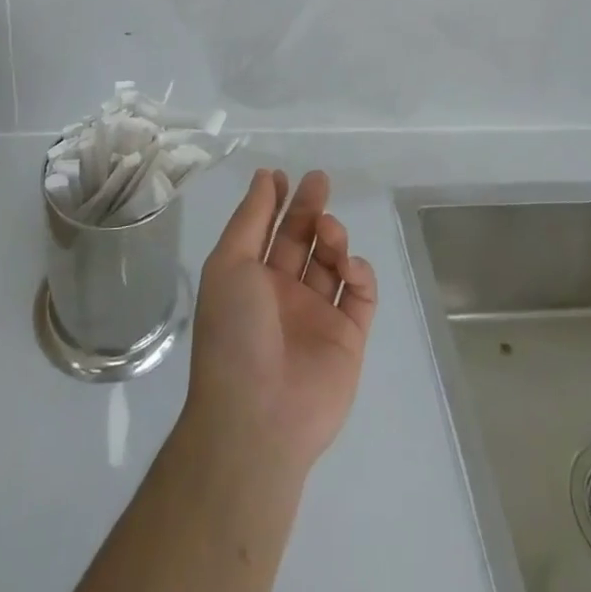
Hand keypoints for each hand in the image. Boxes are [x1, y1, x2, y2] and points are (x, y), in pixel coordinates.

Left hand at [183, 170, 377, 477]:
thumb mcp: (229, 264)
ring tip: (327, 231)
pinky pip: (361, 295)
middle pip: (302, 240)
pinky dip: (359, 272)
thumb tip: (264, 177)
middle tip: (320, 180)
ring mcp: (317, 315)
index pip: (267, 230)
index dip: (276, 202)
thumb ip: (251, 218)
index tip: (284, 176)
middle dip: (311, 208)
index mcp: (250, 278)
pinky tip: (348, 265)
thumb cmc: (234, 331)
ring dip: (332, 237)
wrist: (258, 415)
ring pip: (332, 261)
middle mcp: (283, 293)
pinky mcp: (348, 336)